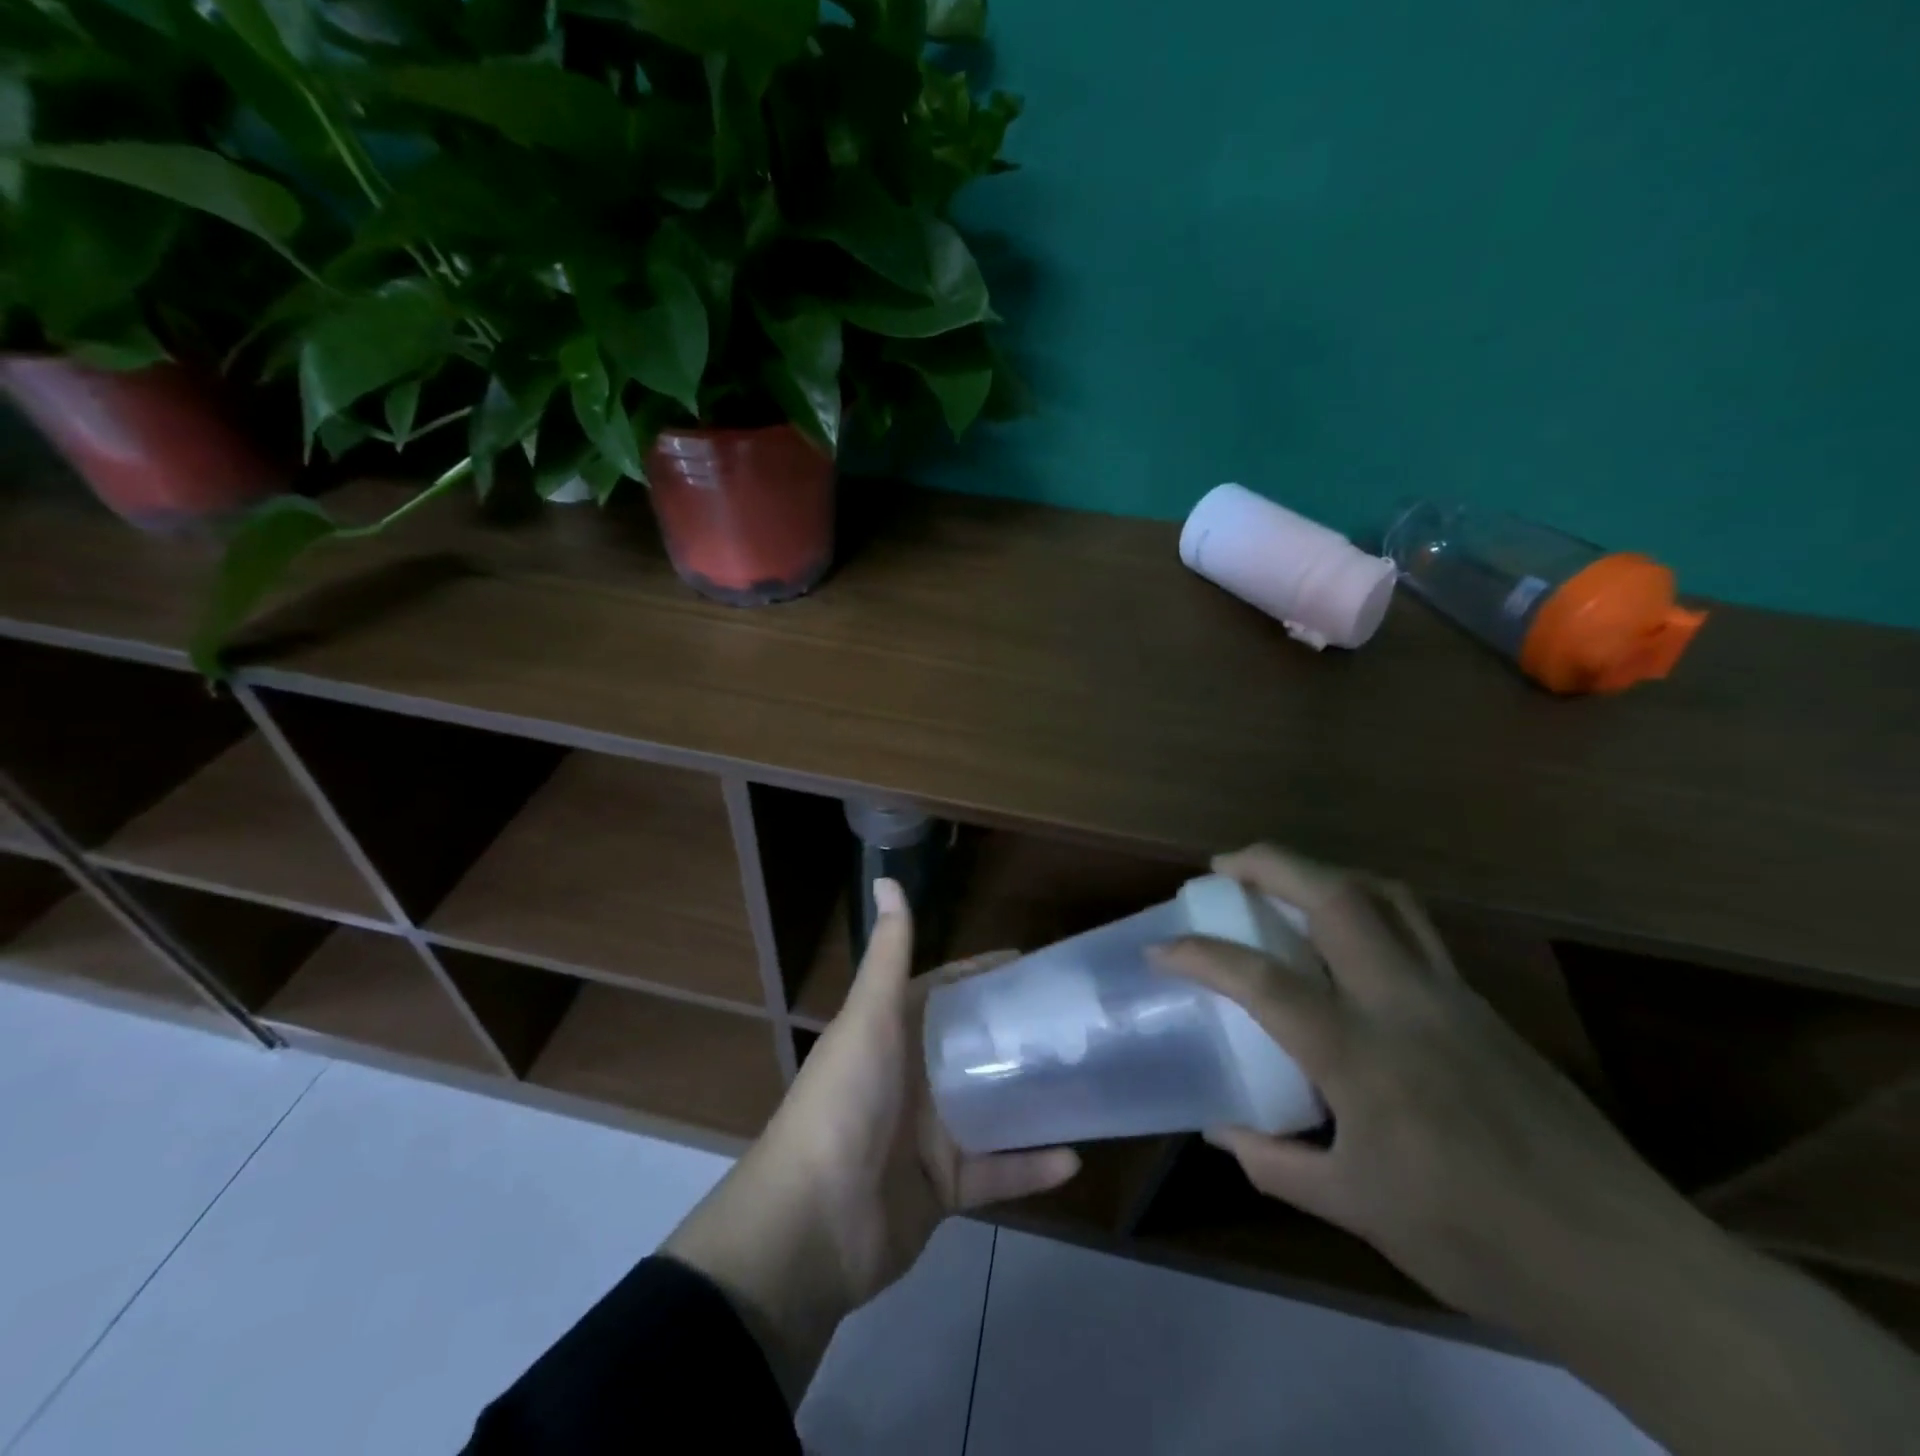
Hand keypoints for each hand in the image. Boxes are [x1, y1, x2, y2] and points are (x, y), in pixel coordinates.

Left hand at [665, 879, 1078, 1402]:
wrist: (811, 1227)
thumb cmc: (844, 1104)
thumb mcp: (870, 1019)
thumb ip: (887, 954)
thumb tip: (887, 878)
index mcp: (892, 1035)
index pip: (944, 992)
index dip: (982, 976)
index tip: (1032, 964)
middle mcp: (911, 1078)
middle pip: (973, 1048)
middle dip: (1017, 1035)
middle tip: (1075, 1022)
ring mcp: (928, 1135)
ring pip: (992, 1109)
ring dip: (1032, 1099)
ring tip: (1086, 1080)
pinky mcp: (944, 1189)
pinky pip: (997, 1173)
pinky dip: (1030, 1168)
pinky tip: (1073, 1156)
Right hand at [1159, 844, 1919, 1455]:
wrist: (1632, 1269)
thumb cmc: (1479, 1243)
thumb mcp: (1359, 1210)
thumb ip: (1277, 1163)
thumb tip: (1222, 1130)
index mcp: (1366, 1059)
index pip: (1265, 982)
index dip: (1203, 956)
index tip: (1162, 949)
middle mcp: (1408, 1006)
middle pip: (1338, 897)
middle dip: (1272, 864)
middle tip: (1224, 865)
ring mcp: (1455, 997)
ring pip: (1387, 898)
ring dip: (1324, 872)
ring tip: (1282, 880)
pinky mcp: (1485, 1006)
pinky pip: (1416, 931)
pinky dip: (1366, 909)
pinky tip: (1347, 945)